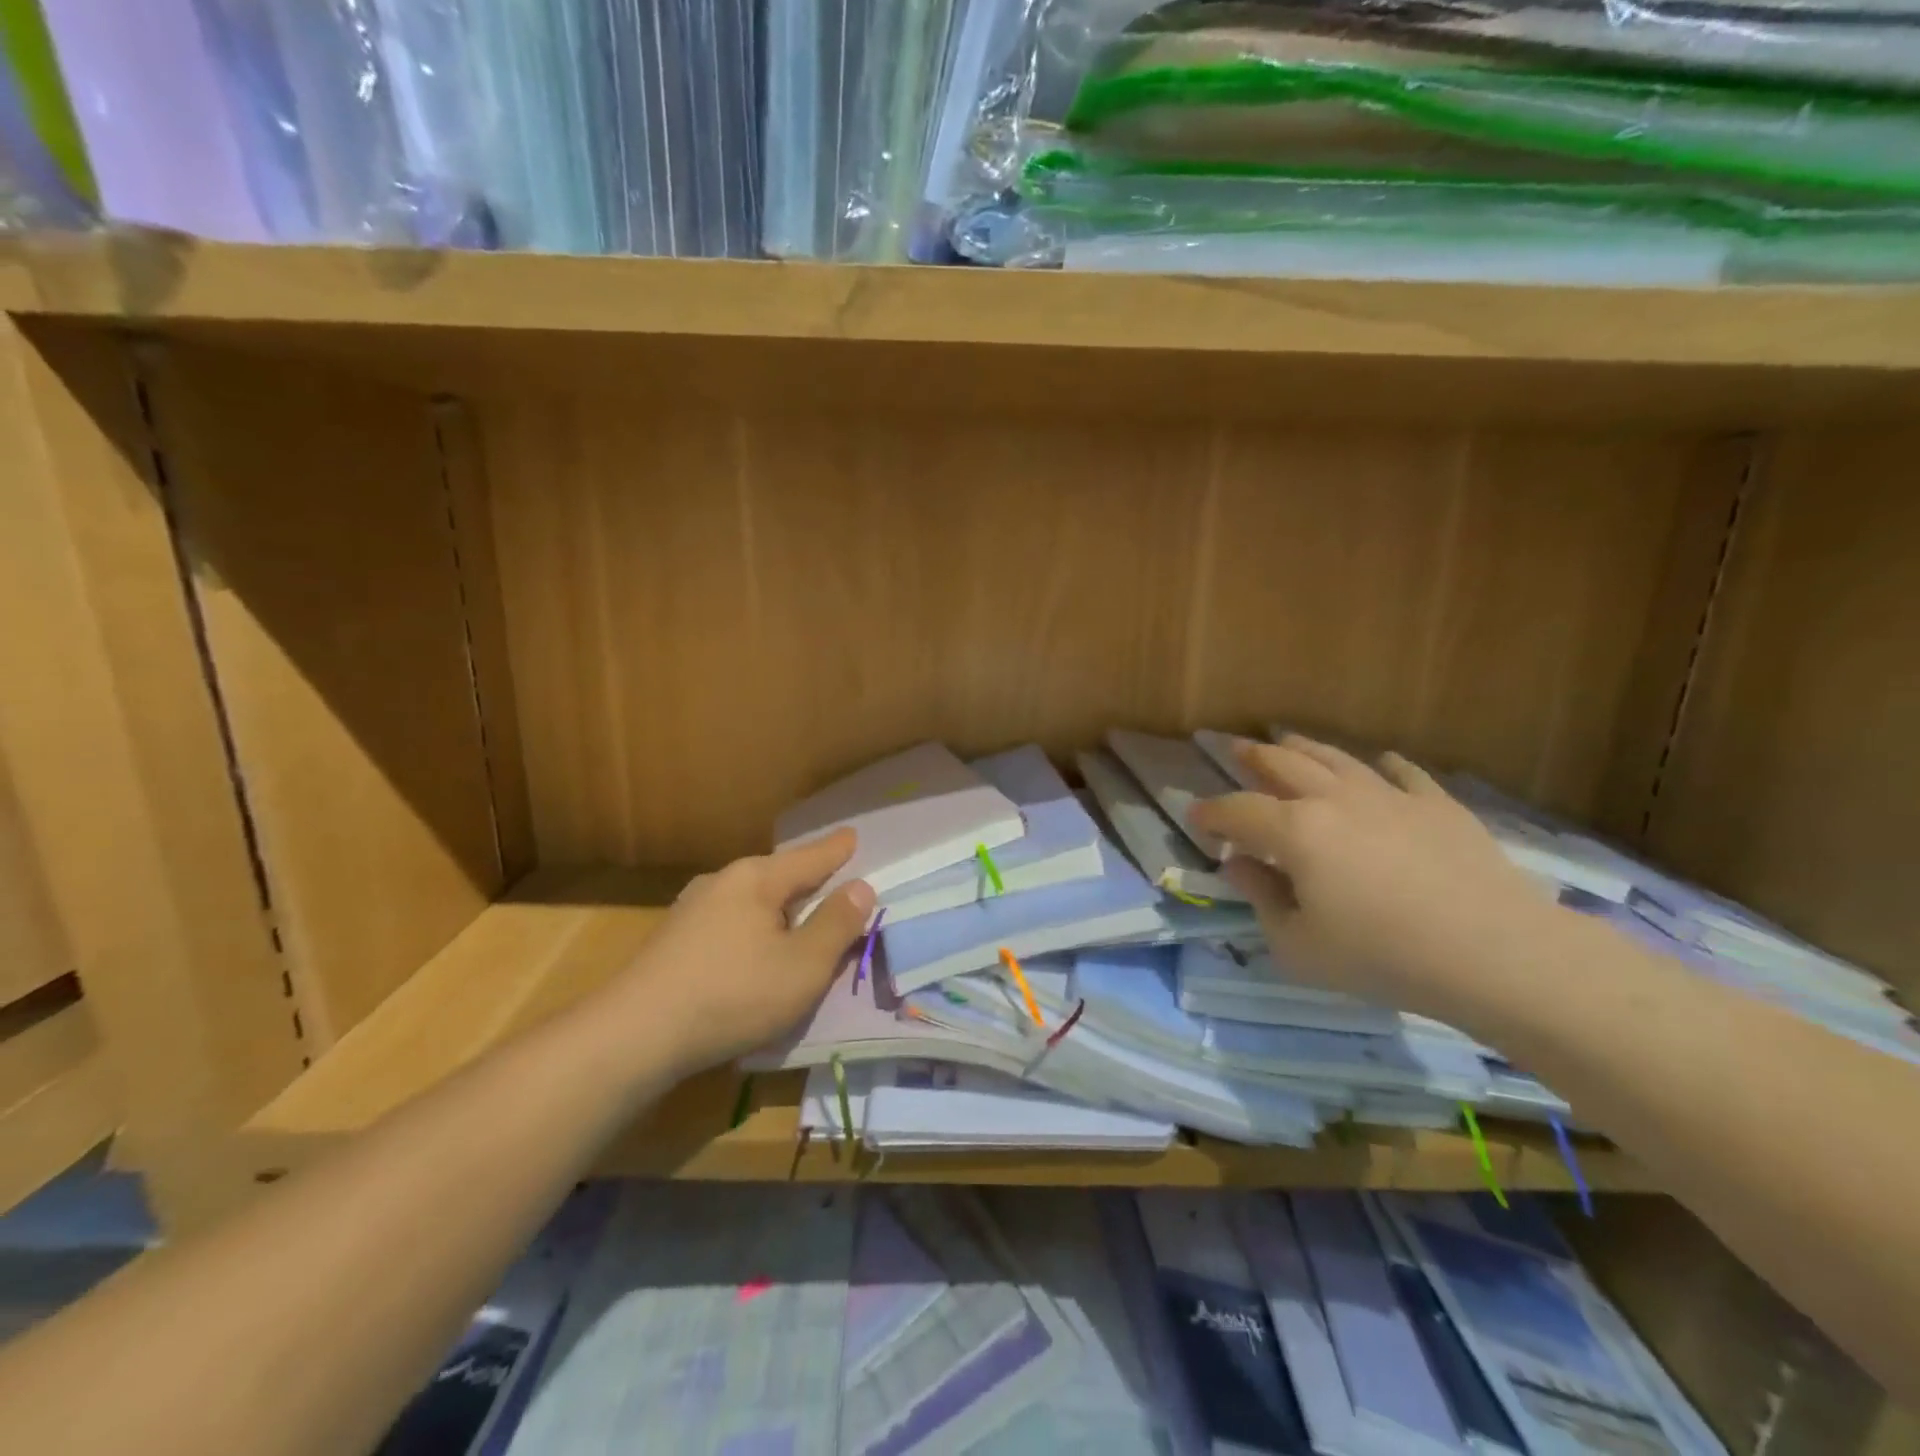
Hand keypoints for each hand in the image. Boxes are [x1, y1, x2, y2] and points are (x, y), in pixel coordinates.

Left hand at [603, 830, 874, 1076]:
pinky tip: (754, 954)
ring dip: (779, 910)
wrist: (633, 1036)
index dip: (837, 850)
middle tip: (834, 882)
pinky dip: (753, 931)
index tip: (853, 835)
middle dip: (808, 881)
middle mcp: (722, 882)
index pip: (810, 857)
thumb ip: (836, 925)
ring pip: (751, 901)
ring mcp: (691, 910)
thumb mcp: (803, 965)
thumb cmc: (732, 995)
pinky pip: (730, 923)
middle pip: (778, 875)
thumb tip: (860, 887)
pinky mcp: (673, 941)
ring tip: (799, 922)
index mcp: (757, 879)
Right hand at [1187, 736, 1556, 1023]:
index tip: (1194, 816)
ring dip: (1304, 748)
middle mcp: (1335, 800)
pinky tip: (1378, 763)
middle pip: (1284, 766)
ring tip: (1286, 740)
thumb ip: (1260, 899)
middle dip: (1252, 757)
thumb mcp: (1298, 947)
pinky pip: (1403, 773)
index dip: (1211, 813)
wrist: (1497, 954)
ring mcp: (1390, 797)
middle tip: (1234, 748)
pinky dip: (1382, 765)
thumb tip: (1239, 864)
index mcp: (1295, 832)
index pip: (1238, 812)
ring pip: (1336, 759)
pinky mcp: (1437, 806)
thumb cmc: (1383, 957)